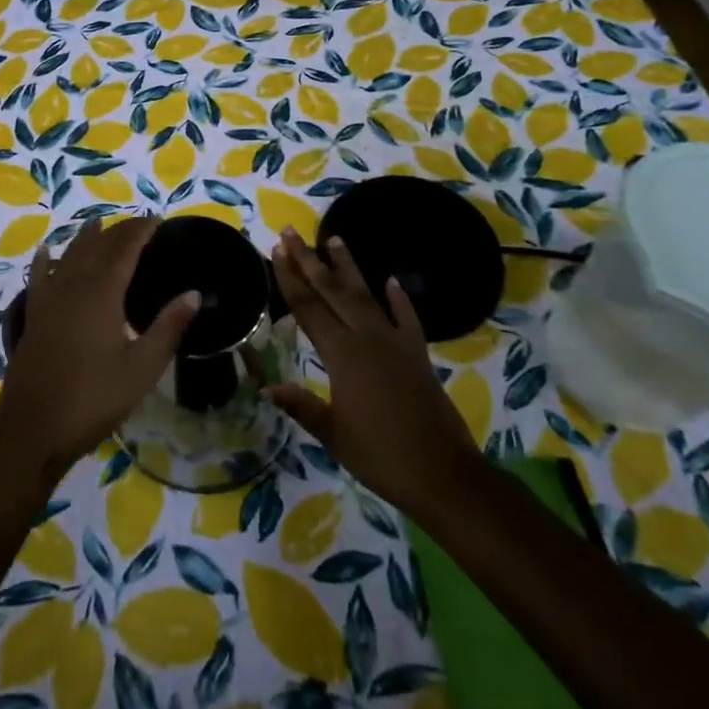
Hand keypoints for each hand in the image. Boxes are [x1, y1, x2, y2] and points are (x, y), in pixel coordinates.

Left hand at [0, 217, 196, 482]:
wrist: (33, 428)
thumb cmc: (93, 398)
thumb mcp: (142, 368)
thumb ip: (168, 327)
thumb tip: (194, 293)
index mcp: (102, 292)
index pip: (125, 248)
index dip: (141, 230)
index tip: (158, 219)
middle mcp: (73, 285)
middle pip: (97, 245)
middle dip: (119, 230)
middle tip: (139, 225)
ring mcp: (49, 299)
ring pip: (68, 255)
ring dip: (86, 238)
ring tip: (99, 225)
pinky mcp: (34, 315)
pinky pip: (39, 276)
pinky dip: (46, 259)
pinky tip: (46, 251)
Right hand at [265, 228, 479, 513]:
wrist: (444, 475)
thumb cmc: (381, 457)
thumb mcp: (334, 435)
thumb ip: (301, 406)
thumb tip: (264, 384)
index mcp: (342, 356)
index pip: (308, 308)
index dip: (289, 279)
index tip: (276, 251)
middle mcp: (367, 339)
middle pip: (332, 291)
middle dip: (309, 260)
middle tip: (292, 232)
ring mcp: (395, 343)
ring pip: (366, 295)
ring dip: (348, 266)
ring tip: (334, 238)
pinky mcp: (418, 355)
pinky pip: (407, 318)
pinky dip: (399, 299)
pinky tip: (391, 280)